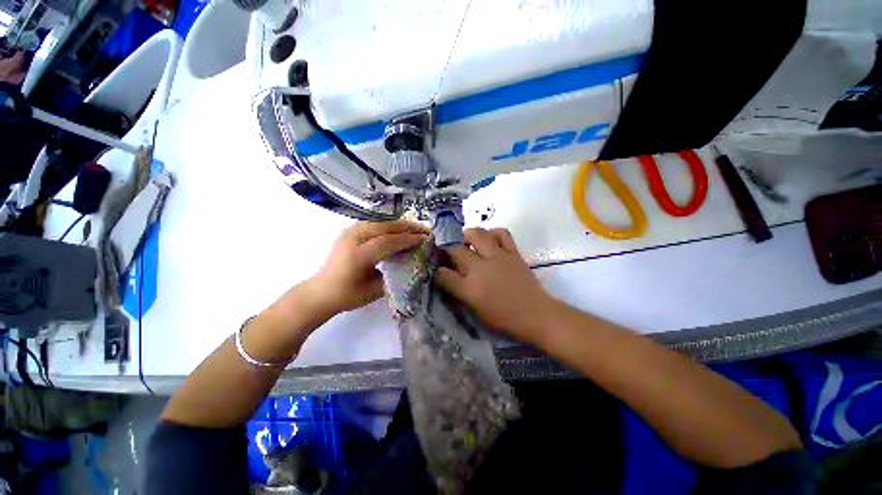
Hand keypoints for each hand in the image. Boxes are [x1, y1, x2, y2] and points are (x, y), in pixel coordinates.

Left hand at [309, 220, 428, 314]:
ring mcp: (349, 231)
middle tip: (425, 229)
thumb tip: (410, 261)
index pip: (387, 242)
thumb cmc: (347, 295)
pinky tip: (400, 228)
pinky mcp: (349, 230)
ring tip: (416, 227)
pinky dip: (390, 225)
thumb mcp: (374, 291)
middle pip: (385, 227)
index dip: (408, 239)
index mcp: (357, 256)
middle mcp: (352, 238)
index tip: (425, 239)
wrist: (321, 291)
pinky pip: (374, 223)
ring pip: (380, 222)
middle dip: (408, 227)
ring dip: (400, 224)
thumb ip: (393, 275)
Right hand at [435, 227, 561, 343]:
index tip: (437, 268)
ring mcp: (498, 257)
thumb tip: (448, 276)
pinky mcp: (513, 252)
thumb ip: (460, 291)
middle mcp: (481, 269)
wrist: (536, 314)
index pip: (443, 274)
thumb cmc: (504, 318)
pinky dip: (492, 233)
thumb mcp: (476, 310)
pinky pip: (501, 233)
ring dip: (467, 235)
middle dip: (446, 247)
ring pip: (477, 234)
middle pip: (455, 249)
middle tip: (447, 249)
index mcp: (470, 289)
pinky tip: (489, 239)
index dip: (437, 270)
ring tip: (466, 241)